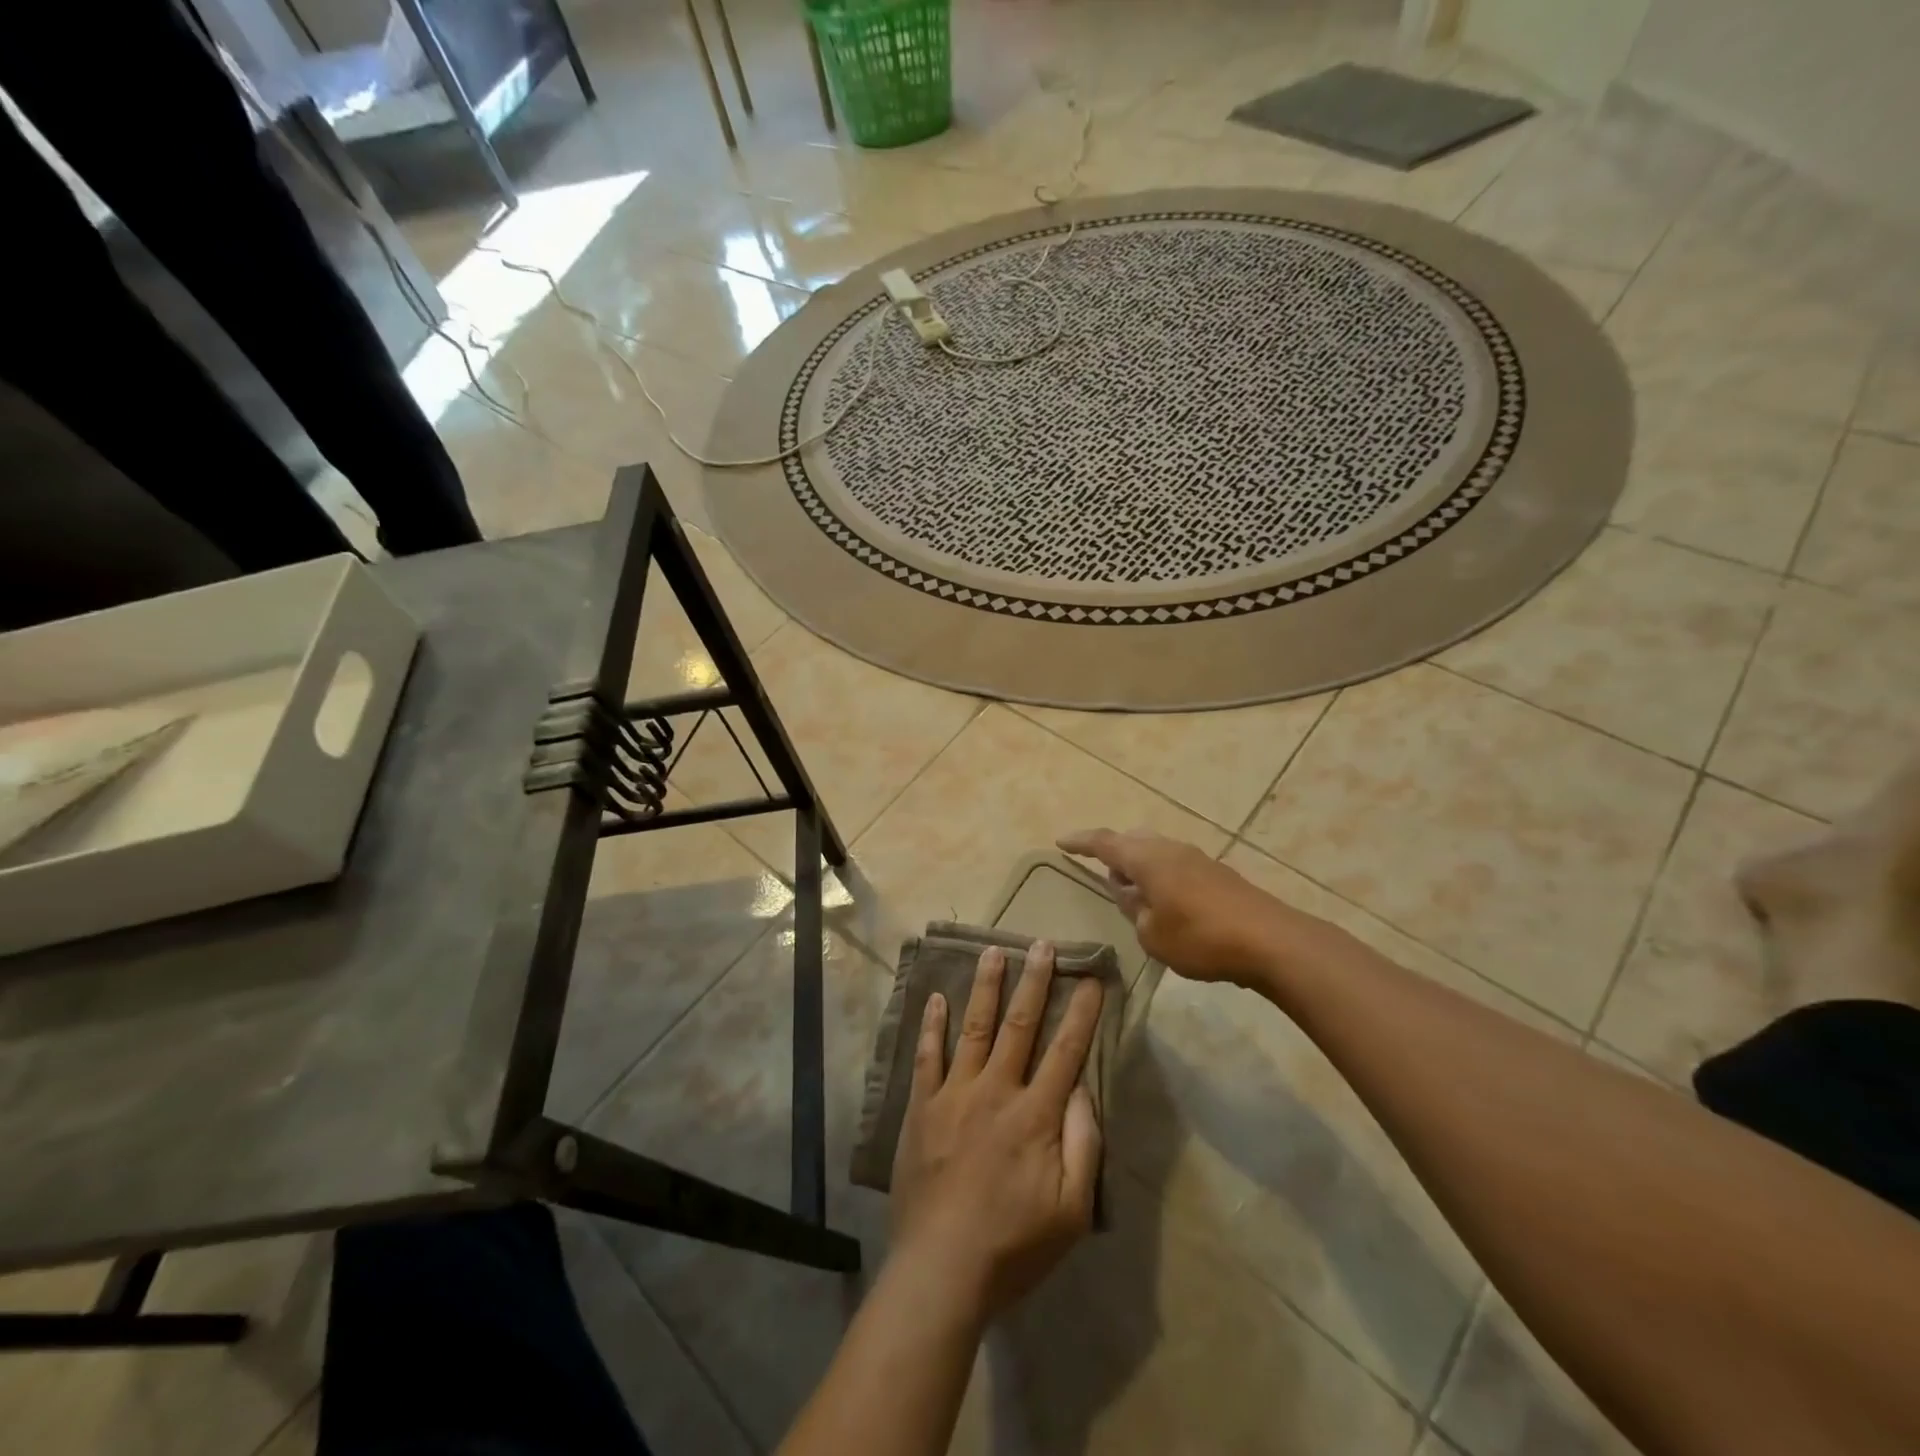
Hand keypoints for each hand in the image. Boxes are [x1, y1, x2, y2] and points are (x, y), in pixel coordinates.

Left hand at [889, 942, 1103, 1324]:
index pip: (1065, 1051)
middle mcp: (995, 1090)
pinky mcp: (921, 1108)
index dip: (1081, 1013)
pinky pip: (927, 1056)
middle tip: (1041, 945)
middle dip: (1034, 982)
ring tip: (993, 952)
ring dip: (985, 988)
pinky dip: (932, 1025)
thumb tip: (1083, 1089)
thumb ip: (1084, 1144)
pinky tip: (936, 998)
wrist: (941, 1270)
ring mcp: (954, 1094)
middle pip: (1019, 1025)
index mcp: (1035, 1114)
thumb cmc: (1014, 1245)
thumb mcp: (1072, 1209)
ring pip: (973, 1028)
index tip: (1091, 979)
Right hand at [1058, 827, 1306, 984]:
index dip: (1081, 842)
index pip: (1104, 843)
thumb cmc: (1200, 938)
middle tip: (1102, 872)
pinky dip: (1161, 876)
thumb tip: (1131, 894)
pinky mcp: (1217, 874)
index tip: (1061, 841)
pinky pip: (1176, 865)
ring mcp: (1197, 858)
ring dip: (1140, 866)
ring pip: (1156, 852)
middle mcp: (1170, 849)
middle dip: (1114, 853)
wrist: (1270, 940)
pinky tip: (1165, 902)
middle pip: (1133, 841)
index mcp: (1147, 859)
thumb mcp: (1152, 934)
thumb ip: (1134, 911)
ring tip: (1134, 892)